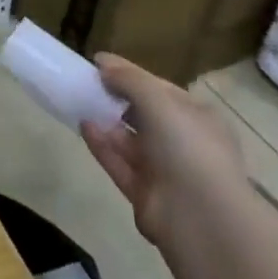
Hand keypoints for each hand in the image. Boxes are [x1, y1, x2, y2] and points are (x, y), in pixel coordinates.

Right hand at [80, 55, 252, 247]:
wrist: (200, 215)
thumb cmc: (187, 147)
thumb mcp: (158, 100)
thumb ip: (129, 79)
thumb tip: (103, 63)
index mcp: (198, 118)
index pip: (161, 90)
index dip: (130, 75)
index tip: (97, 63)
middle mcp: (184, 143)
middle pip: (144, 115)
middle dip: (115, 99)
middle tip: (84, 83)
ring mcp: (165, 170)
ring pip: (129, 140)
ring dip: (105, 121)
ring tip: (77, 102)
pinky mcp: (144, 192)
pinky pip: (118, 163)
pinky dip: (101, 145)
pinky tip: (83, 127)